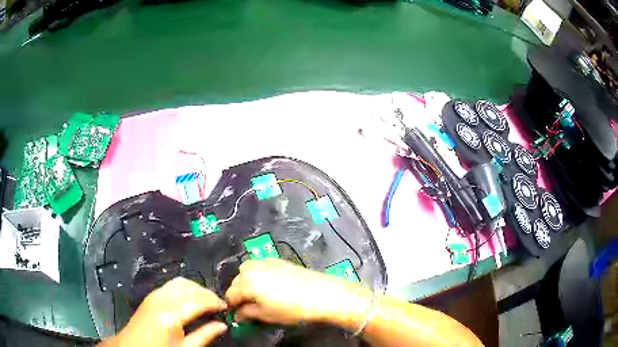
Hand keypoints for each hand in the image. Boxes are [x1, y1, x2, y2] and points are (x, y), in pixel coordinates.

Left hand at [99, 277, 227, 346]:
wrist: (133, 346)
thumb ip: (205, 335)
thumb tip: (223, 325)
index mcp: (170, 315)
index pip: (198, 301)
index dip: (215, 302)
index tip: (226, 307)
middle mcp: (162, 299)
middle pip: (190, 288)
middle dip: (207, 294)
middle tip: (219, 305)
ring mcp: (155, 294)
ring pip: (181, 282)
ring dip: (196, 289)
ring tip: (207, 301)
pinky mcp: (151, 295)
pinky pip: (172, 284)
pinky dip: (185, 288)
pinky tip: (191, 298)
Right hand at [225, 259, 370, 327]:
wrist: (322, 294)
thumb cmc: (293, 309)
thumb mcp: (267, 315)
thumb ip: (248, 314)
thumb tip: (238, 315)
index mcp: (247, 283)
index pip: (230, 294)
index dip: (232, 306)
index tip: (237, 314)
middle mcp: (253, 269)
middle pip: (237, 280)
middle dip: (239, 293)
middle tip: (248, 306)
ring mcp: (266, 262)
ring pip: (247, 270)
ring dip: (247, 281)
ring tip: (258, 295)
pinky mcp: (279, 260)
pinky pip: (260, 265)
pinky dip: (259, 274)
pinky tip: (270, 285)